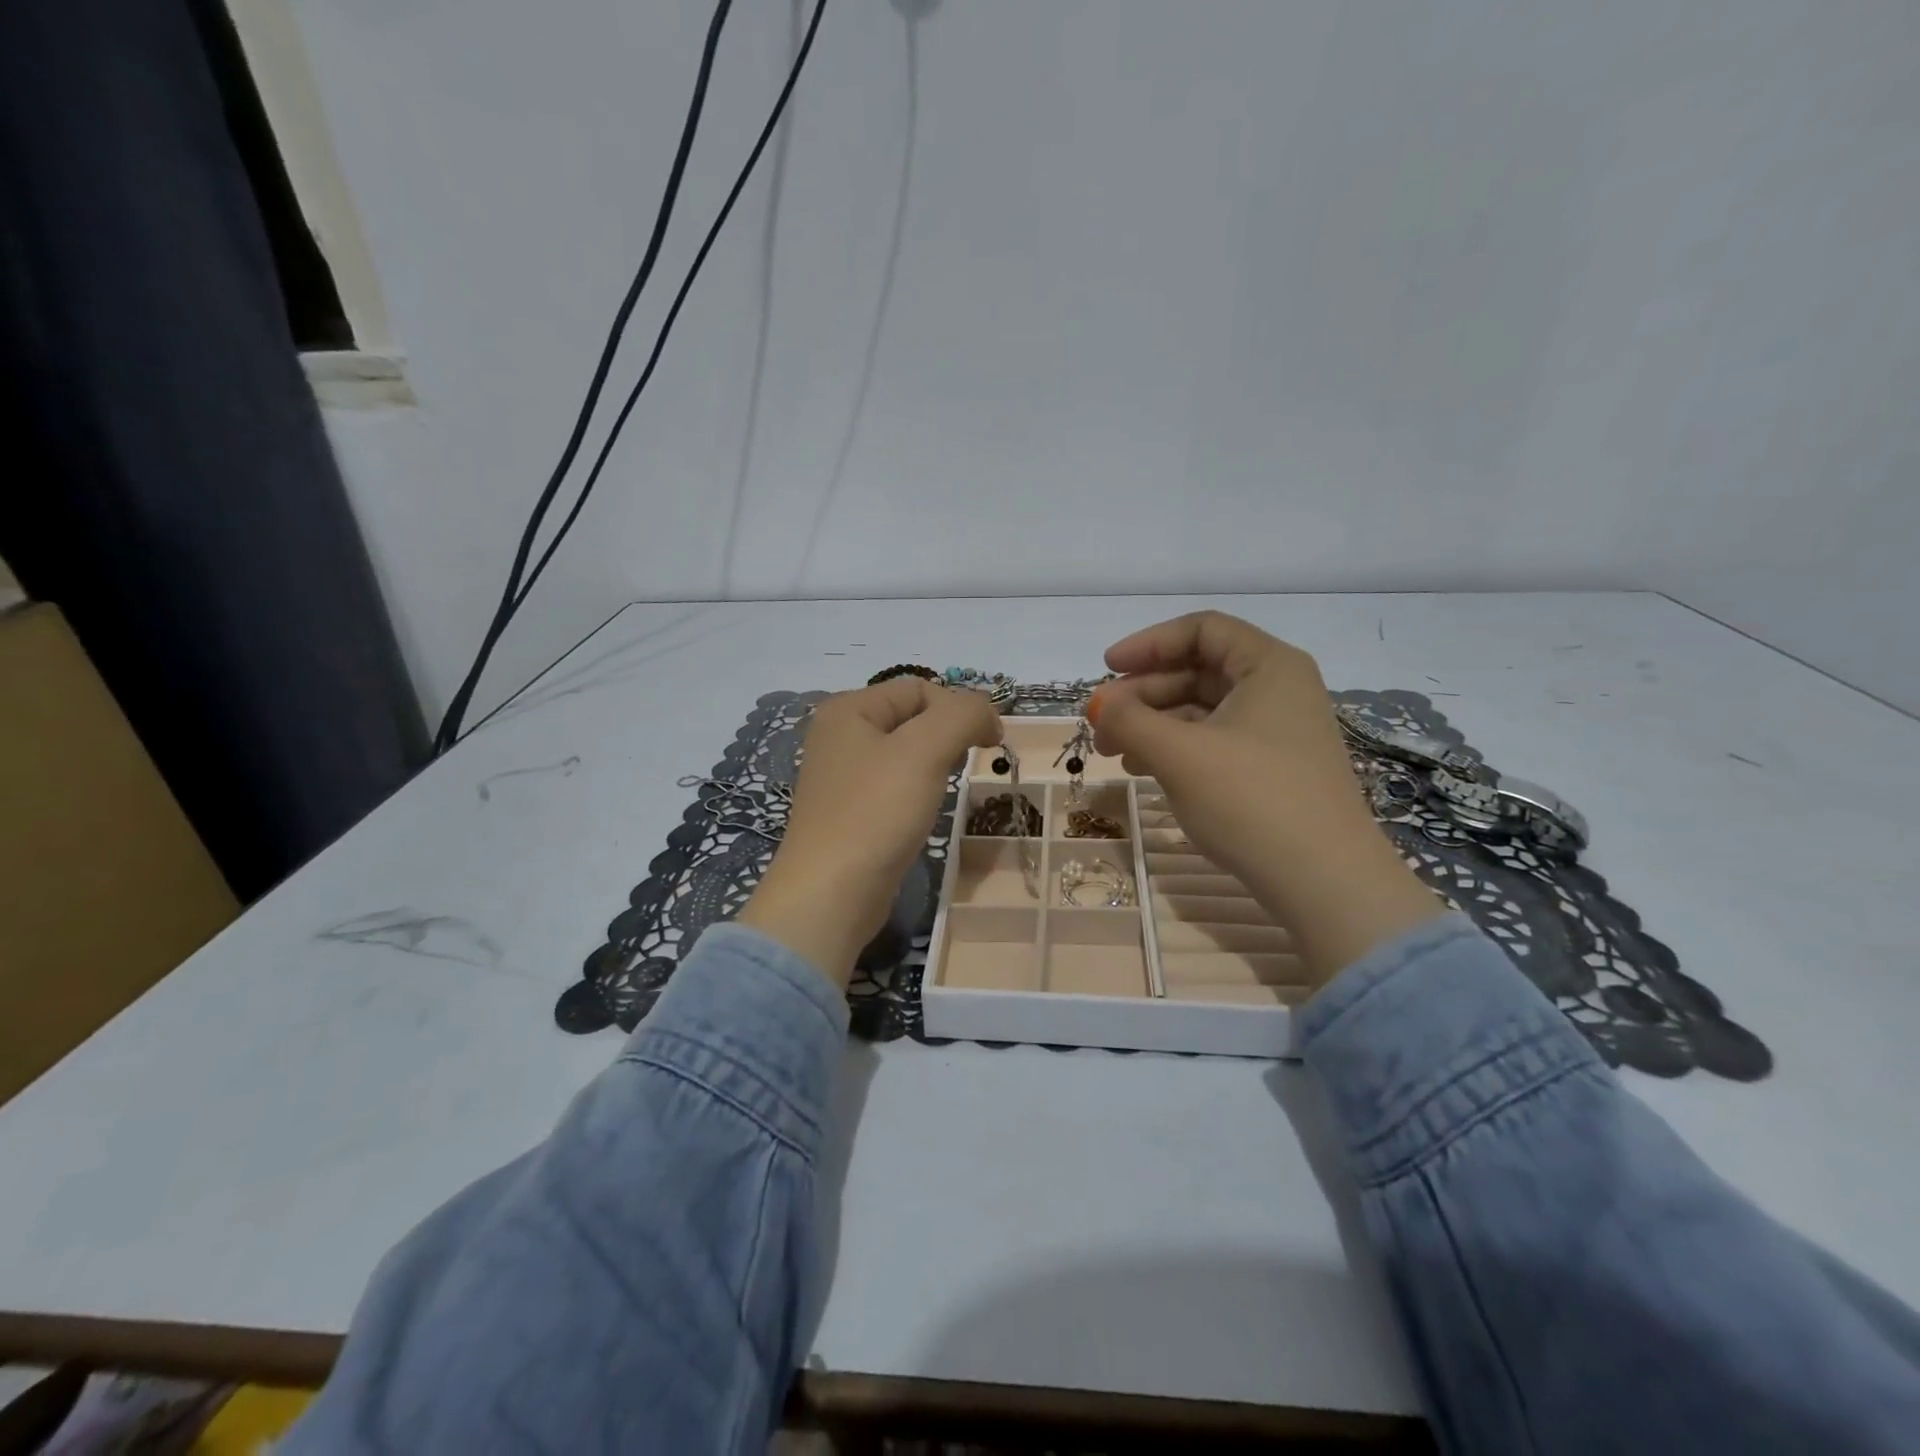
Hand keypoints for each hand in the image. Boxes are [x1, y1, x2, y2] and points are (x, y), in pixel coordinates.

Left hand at [739, 679, 1001, 986]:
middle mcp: (839, 735)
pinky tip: (924, 811)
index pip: (919, 689)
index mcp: (848, 709)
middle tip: (970, 764)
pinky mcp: (849, 812)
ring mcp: (841, 776)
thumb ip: (962, 715)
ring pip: (905, 753)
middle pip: (912, 717)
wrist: (831, 895)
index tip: (991, 742)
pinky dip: (917, 790)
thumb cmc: (876, 812)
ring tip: (947, 787)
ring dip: (935, 763)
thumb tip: (986, 713)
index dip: (960, 708)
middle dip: (948, 734)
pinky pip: (893, 785)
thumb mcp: (925, 750)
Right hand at [1090, 611, 1442, 988]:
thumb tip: (1098, 704)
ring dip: (1153, 723)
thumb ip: (1129, 720)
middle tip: (1100, 724)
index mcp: (1269, 666)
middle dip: (1142, 694)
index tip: (1106, 669)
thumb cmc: (1252, 800)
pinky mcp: (1272, 768)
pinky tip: (1144, 770)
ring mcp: (1278, 731)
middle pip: (1198, 670)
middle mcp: (1278, 689)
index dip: (1148, 643)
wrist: (1323, 881)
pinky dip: (1175, 748)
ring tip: (1114, 752)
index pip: (1201, 630)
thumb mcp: (1179, 754)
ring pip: (1202, 710)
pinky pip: (1214, 741)